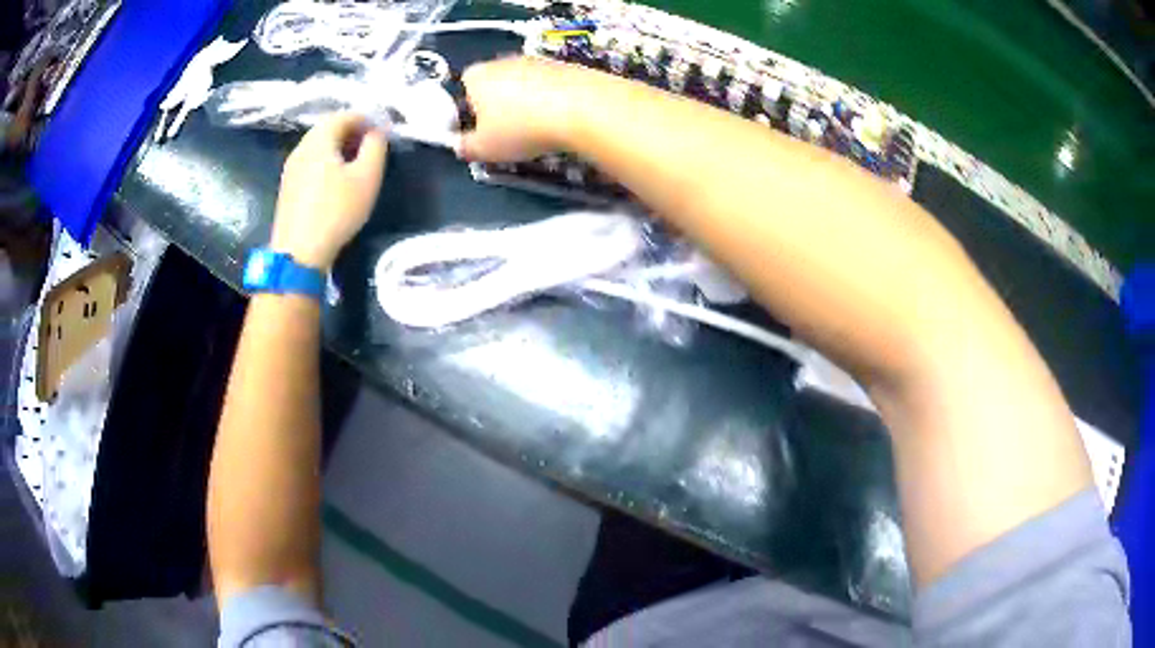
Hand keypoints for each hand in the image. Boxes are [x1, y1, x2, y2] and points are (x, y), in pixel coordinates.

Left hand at [271, 113, 387, 268]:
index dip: (367, 119)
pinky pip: (310, 163)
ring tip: (356, 166)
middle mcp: (301, 147)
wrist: (298, 253)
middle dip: (352, 132)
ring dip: (338, 148)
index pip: (345, 115)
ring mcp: (290, 168)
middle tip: (371, 147)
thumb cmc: (336, 212)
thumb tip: (375, 133)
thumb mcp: (367, 177)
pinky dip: (326, 163)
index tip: (383, 133)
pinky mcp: (287, 187)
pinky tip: (336, 183)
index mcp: (319, 139)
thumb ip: (376, 147)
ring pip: (318, 147)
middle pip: (328, 128)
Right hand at [458, 57, 592, 161]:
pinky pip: (551, 85)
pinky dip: (552, 100)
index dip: (469, 110)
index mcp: (477, 75)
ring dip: (528, 103)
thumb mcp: (484, 148)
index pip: (464, 87)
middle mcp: (504, 61)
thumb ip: (466, 147)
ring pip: (524, 84)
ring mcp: (537, 60)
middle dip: (499, 105)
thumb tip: (460, 146)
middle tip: (508, 133)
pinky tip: (560, 120)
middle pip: (495, 83)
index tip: (481, 131)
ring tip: (538, 129)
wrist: (582, 108)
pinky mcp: (565, 66)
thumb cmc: (521, 128)